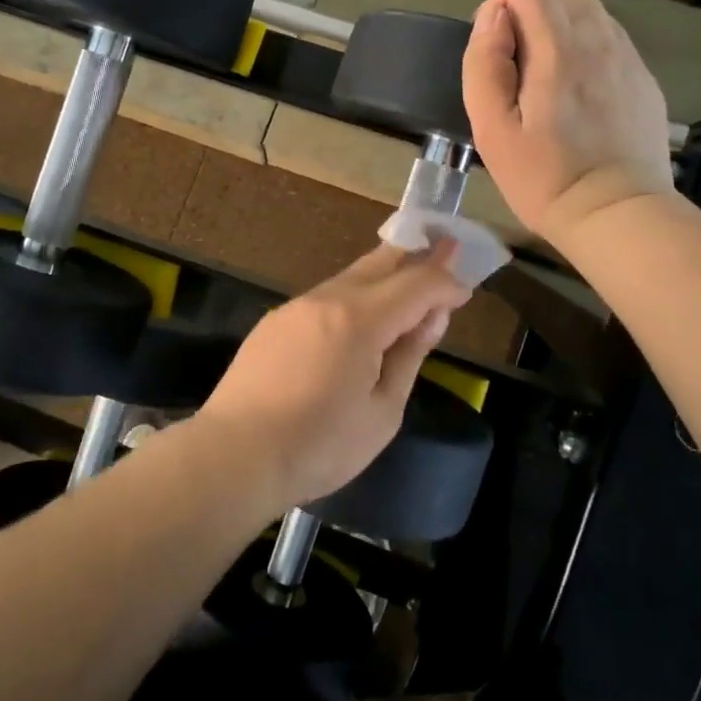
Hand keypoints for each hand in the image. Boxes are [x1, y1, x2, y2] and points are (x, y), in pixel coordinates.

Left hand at [195, 243, 472, 514]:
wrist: (235, 454)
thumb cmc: (319, 446)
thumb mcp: (382, 412)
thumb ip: (409, 356)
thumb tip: (430, 317)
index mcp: (359, 319)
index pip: (416, 284)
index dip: (445, 283)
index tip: (465, 289)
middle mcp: (326, 299)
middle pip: (380, 262)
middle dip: (416, 254)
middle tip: (445, 246)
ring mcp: (295, 307)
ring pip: (350, 278)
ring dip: (383, 277)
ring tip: (407, 286)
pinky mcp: (274, 322)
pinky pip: (324, 299)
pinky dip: (353, 298)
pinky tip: (359, 320)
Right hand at [463, 0, 673, 244]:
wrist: (617, 215)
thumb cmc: (543, 177)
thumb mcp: (491, 129)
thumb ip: (485, 64)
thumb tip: (492, 18)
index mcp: (558, 49)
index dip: (502, 8)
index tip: (497, 53)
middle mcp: (599, 40)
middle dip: (534, 11)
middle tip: (521, 63)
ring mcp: (628, 58)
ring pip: (590, 11)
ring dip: (561, 31)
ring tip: (549, 84)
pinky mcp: (643, 79)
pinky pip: (610, 41)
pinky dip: (588, 52)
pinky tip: (579, 100)